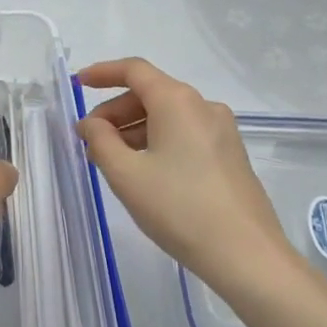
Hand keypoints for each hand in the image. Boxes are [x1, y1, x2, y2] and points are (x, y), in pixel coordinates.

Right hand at [78, 58, 295, 296]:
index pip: (134, 70)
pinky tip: (145, 173)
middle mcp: (202, 105)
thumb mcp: (127, 175)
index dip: (103, 72)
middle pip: (150, 93)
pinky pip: (185, 134)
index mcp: (177, 100)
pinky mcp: (230, 155)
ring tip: (112, 162)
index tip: (79, 84)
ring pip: (168, 116)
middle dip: (115, 112)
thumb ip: (101, 141)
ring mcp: (221, 131)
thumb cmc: (180, 209)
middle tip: (90, 141)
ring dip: (135, 131)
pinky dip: (158, 142)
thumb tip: (93, 123)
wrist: (248, 256)